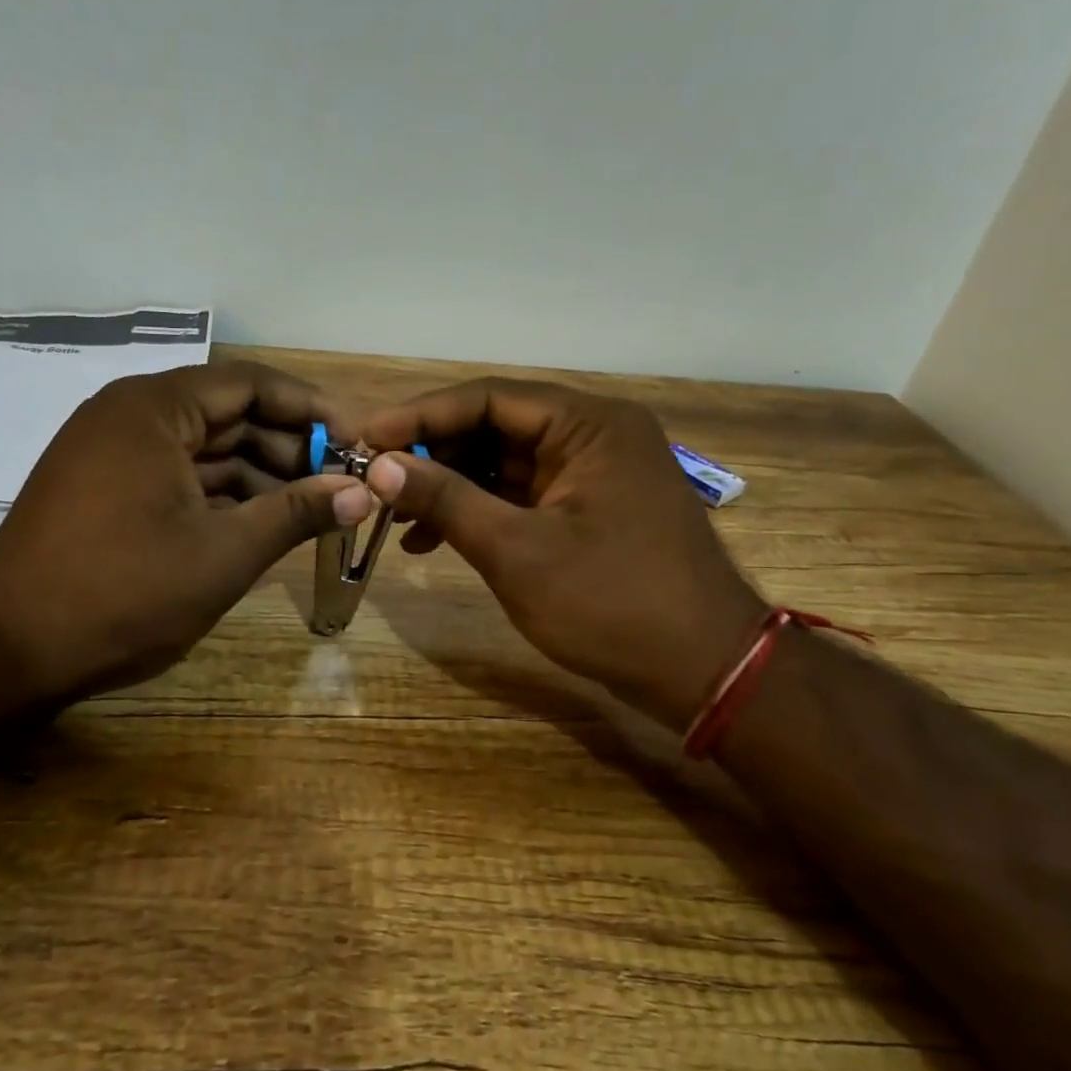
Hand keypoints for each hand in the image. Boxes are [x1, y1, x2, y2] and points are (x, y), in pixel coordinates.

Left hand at [0, 360, 370, 703]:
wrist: (8, 648)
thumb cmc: (123, 591)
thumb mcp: (223, 553)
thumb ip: (296, 514)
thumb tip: (363, 492)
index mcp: (155, 409)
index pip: (250, 383)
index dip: (311, 408)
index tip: (356, 438)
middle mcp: (131, 416)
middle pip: (229, 415)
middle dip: (290, 448)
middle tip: (344, 481)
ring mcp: (114, 453)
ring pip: (206, 450)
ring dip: (261, 476)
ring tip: (316, 508)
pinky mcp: (107, 490)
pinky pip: (180, 477)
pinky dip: (222, 496)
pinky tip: (265, 523)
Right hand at [362, 379, 766, 729]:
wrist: (704, 672)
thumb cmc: (612, 604)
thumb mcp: (516, 550)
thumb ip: (446, 499)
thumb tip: (380, 466)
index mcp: (589, 423)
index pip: (489, 398)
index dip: (420, 415)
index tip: (365, 439)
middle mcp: (594, 434)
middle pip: (495, 427)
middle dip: (432, 455)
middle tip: (375, 481)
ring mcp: (594, 473)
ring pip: (504, 463)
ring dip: (450, 487)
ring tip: (394, 518)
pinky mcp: (589, 508)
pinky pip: (522, 494)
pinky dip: (479, 512)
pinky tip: (433, 539)